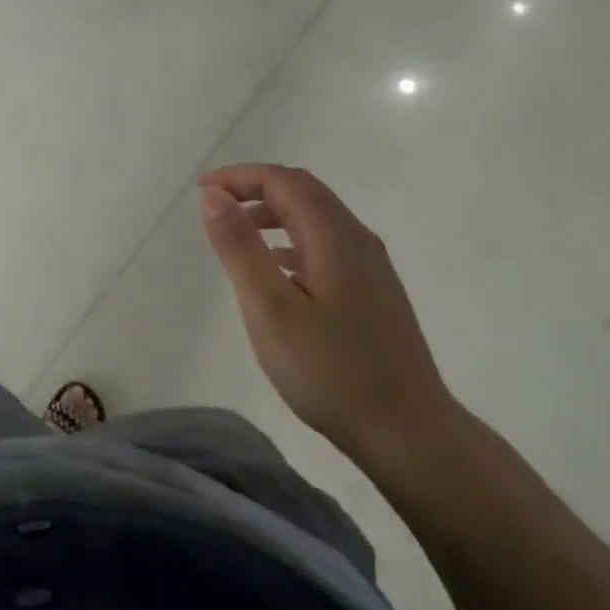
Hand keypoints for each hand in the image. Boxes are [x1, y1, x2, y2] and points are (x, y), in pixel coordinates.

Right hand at [198, 164, 460, 479]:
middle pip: (303, 192)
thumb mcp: (270, 309)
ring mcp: (371, 266)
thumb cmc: (331, 372)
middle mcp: (358, 239)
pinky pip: (326, 244)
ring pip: (317, 218)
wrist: (407, 432)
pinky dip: (292, 240)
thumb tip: (213, 195)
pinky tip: (276, 269)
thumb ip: (240, 247)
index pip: (283, 181)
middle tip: (214, 207)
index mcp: (334, 236)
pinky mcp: (374, 291)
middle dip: (256, 189)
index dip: (239, 177)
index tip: (201, 191)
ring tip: (237, 236)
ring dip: (274, 214)